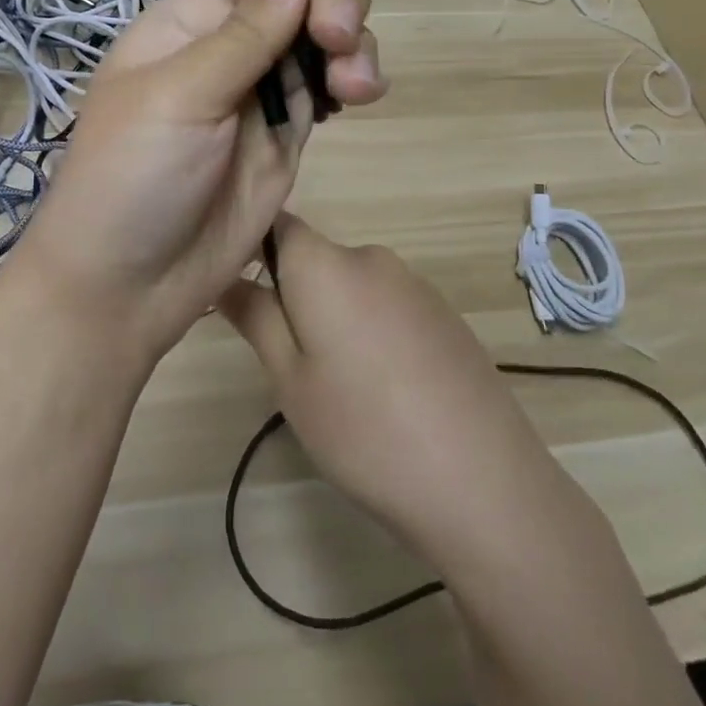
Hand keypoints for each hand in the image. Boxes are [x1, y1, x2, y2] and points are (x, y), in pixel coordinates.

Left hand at [4, 0, 386, 361]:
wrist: (129, 282)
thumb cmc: (130, 176)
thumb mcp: (181, 96)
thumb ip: (245, 33)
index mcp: (186, 25)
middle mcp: (228, 50)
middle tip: (335, 38)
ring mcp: (261, 95)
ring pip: (326, 41)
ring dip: (353, 44)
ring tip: (355, 84)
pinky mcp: (287, 137)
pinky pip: (332, 90)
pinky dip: (355, 81)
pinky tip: (362, 93)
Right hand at [219, 216, 568, 571]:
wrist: (483, 482)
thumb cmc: (364, 429)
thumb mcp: (291, 380)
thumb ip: (255, 317)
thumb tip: (222, 276)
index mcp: (327, 264)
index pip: (276, 223)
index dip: (249, 246)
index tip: (234, 290)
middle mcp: (372, 258)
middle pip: (314, 259)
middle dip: (292, 296)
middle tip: (289, 363)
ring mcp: (415, 285)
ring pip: (350, 286)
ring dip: (332, 317)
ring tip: (340, 386)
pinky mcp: (444, 314)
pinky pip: (386, 306)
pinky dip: (370, 331)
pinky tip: (385, 390)